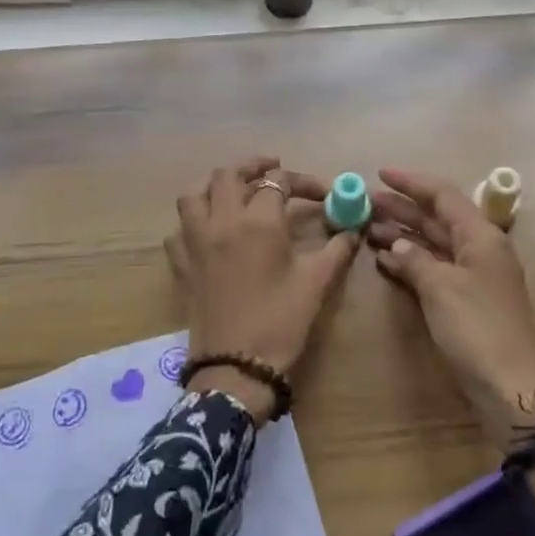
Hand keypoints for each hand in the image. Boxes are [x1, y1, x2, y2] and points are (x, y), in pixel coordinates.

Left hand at [165, 155, 359, 423]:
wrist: (236, 367)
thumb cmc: (281, 321)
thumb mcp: (317, 282)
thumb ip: (338, 249)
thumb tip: (355, 227)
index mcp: (258, 221)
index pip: (280, 182)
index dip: (304, 182)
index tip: (324, 194)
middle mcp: (222, 221)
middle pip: (229, 175)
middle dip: (254, 167)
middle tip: (275, 171)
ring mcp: (194, 241)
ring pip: (195, 194)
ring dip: (216, 187)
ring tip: (236, 192)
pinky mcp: (180, 264)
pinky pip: (179, 229)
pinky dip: (194, 222)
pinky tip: (210, 232)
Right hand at [367, 168, 534, 454]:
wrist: (510, 387)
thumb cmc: (477, 329)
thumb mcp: (441, 288)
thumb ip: (415, 259)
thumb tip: (397, 245)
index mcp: (481, 236)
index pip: (443, 195)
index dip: (411, 182)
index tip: (380, 173)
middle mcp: (480, 249)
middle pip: (437, 218)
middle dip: (402, 208)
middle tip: (365, 202)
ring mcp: (475, 275)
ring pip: (435, 243)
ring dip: (404, 234)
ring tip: (368, 228)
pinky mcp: (468, 300)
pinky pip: (436, 268)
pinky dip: (412, 262)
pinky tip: (386, 260)